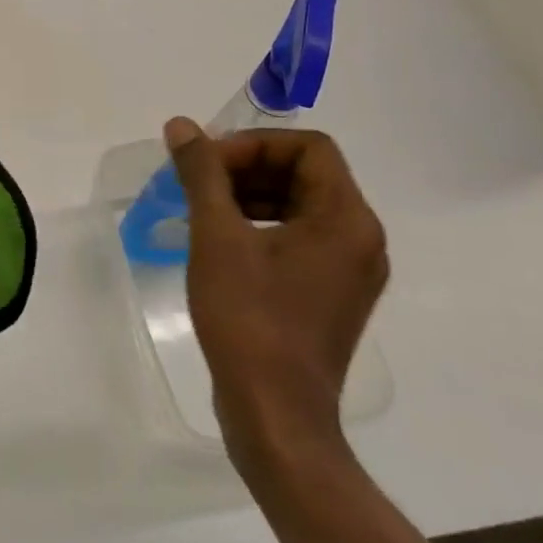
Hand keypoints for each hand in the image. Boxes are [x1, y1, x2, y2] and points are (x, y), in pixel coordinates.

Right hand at [164, 118, 387, 472]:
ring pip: (301, 206)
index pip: (308, 148)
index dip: (254, 145)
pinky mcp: (330, 295)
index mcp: (346, 219)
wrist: (275, 417)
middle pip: (305, 174)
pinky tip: (220, 243)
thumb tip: (182, 126)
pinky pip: (300, 239)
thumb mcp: (217, 238)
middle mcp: (360, 239)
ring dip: (250, 196)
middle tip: (198, 183)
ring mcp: (349, 272)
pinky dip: (261, 227)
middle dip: (247, 168)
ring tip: (202, 210)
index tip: (208, 164)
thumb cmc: (249, 320)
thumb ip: (201, 174)